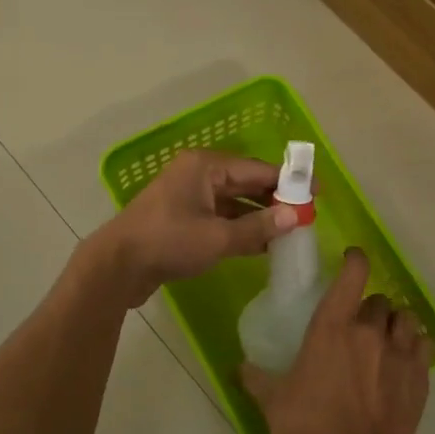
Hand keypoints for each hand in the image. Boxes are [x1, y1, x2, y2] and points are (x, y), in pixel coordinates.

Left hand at [98, 149, 295, 305]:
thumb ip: (258, 227)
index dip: (289, 181)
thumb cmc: (168, 243)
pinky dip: (239, 228)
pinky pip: (219, 217)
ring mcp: (187, 197)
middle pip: (246, 183)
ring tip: (288, 232)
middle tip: (305, 215)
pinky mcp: (181, 219)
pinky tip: (261, 244)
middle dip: (275, 199)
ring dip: (258, 217)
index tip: (317, 191)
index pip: (257, 169)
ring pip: (233, 202)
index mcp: (205, 167)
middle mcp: (197, 175)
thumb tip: (294, 218)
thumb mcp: (218, 237)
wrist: (117, 266)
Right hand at [241, 248, 431, 433]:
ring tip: (384, 338)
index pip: (353, 274)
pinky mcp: (420, 376)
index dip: (356, 259)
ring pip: (404, 318)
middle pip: (378, 300)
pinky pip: (423, 344)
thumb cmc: (309, 428)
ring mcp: (399, 352)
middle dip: (368, 307)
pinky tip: (405, 358)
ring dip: (393, 323)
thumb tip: (239, 366)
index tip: (352, 258)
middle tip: (357, 325)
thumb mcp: (273, 403)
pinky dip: (415, 345)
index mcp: (332, 328)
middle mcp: (370, 331)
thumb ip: (256, 378)